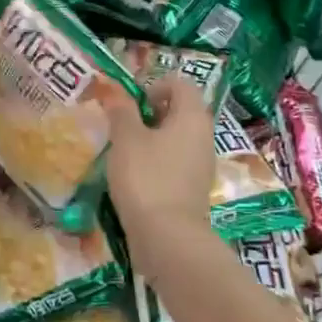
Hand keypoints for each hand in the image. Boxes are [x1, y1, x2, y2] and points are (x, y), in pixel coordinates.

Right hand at [99, 74, 214, 246]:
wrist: (167, 237)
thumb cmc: (146, 177)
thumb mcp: (126, 138)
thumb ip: (122, 112)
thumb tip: (118, 96)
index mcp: (192, 117)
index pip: (181, 84)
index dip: (154, 85)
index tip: (131, 103)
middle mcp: (203, 137)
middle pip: (180, 111)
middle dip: (150, 114)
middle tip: (123, 126)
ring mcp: (201, 165)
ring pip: (176, 139)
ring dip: (151, 139)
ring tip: (124, 152)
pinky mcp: (193, 189)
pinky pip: (175, 163)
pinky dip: (156, 163)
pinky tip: (134, 176)